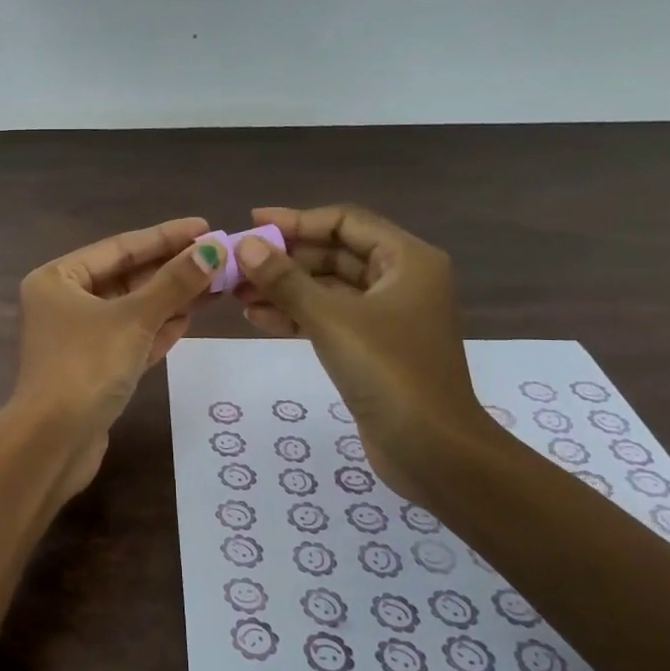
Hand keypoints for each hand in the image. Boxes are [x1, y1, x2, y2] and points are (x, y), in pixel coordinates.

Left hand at [11, 217, 220, 440]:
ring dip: (170, 298)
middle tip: (218, 256)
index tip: (205, 227)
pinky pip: (130, 338)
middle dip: (171, 269)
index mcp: (57, 279)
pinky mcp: (93, 369)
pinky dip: (158, 328)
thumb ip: (174, 284)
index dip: (165, 237)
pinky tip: (190, 317)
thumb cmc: (87, 366)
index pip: (119, 247)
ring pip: (131, 310)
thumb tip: (213, 250)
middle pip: (126, 277)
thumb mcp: (133, 318)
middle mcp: (63, 303)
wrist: (55, 442)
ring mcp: (78, 338)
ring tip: (215, 283)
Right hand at [231, 204, 495, 501]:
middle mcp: (401, 280)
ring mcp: (387, 316)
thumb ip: (285, 280)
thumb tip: (246, 246)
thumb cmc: (389, 372)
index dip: (297, 220)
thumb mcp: (331, 320)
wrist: (433, 451)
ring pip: (327, 289)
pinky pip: (328, 318)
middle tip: (236, 266)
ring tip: (237, 295)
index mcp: (407, 260)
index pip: (345, 222)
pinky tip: (257, 319)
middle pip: (334, 254)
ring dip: (284, 289)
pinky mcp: (372, 347)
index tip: (252, 225)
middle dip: (284, 260)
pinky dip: (296, 316)